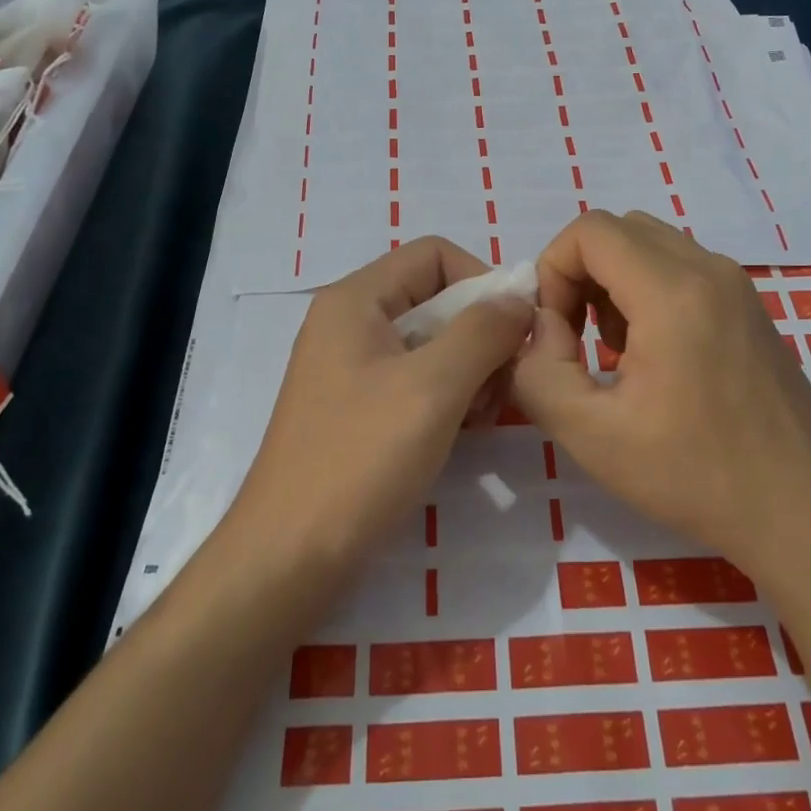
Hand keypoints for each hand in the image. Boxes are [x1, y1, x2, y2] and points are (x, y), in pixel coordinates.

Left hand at [228, 236, 533, 571]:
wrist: (290, 556)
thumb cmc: (361, 458)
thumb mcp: (434, 386)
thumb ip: (484, 331)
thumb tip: (520, 297)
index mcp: (356, 299)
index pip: (434, 254)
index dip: (482, 280)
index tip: (515, 330)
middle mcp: (348, 322)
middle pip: (434, 298)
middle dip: (480, 333)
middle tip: (502, 385)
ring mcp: (349, 367)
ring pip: (430, 342)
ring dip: (469, 369)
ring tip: (482, 416)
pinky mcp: (356, 408)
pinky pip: (414, 379)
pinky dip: (447, 395)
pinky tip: (461, 432)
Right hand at [512, 210, 810, 574]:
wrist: (805, 512)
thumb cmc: (697, 475)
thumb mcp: (592, 435)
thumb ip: (539, 372)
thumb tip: (542, 327)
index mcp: (672, 292)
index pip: (589, 231)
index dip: (553, 271)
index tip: (555, 332)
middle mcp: (709, 270)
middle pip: (619, 230)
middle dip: (579, 273)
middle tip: (575, 338)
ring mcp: (736, 285)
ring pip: (650, 245)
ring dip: (612, 282)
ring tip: (612, 350)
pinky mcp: (748, 307)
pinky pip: (680, 268)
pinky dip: (646, 290)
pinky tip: (651, 356)